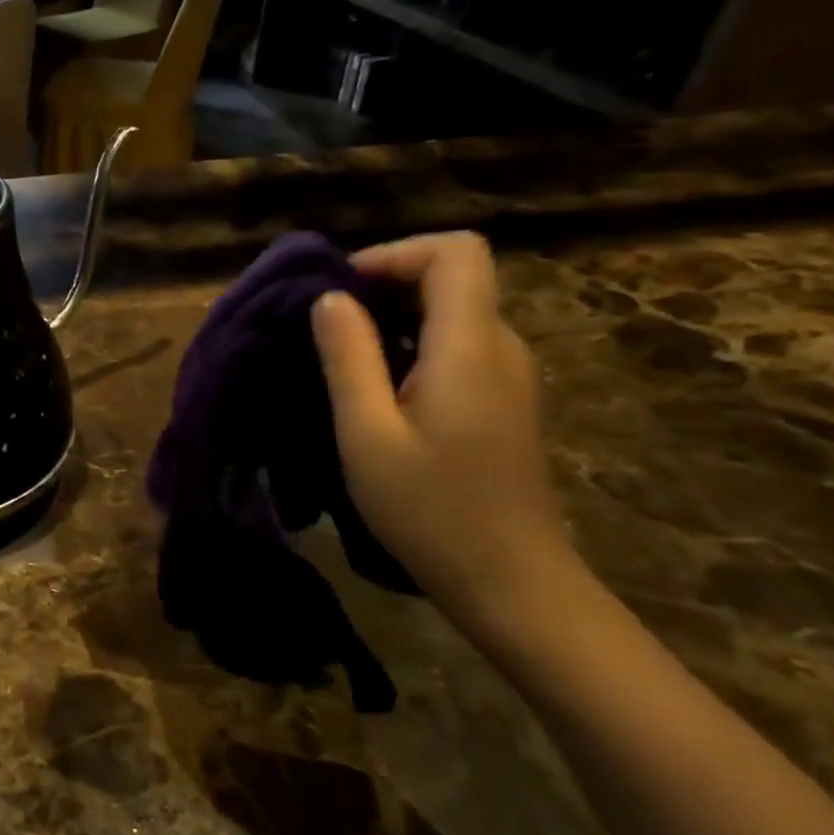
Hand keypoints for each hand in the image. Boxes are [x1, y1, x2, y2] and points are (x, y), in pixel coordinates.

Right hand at [311, 232, 579, 634]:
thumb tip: (329, 298)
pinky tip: (375, 390)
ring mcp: (508, 374)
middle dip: (383, 286)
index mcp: (470, 348)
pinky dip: (410, 346)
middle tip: (323, 328)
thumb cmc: (430, 510)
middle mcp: (501, 347)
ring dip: (392, 319)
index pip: (455, 253)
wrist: (509, 581)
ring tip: (339, 359)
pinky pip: (455, 345)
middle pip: (452, 277)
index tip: (341, 290)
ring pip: (452, 312)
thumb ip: (348, 358)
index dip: (394, 254)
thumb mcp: (367, 434)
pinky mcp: (502, 399)